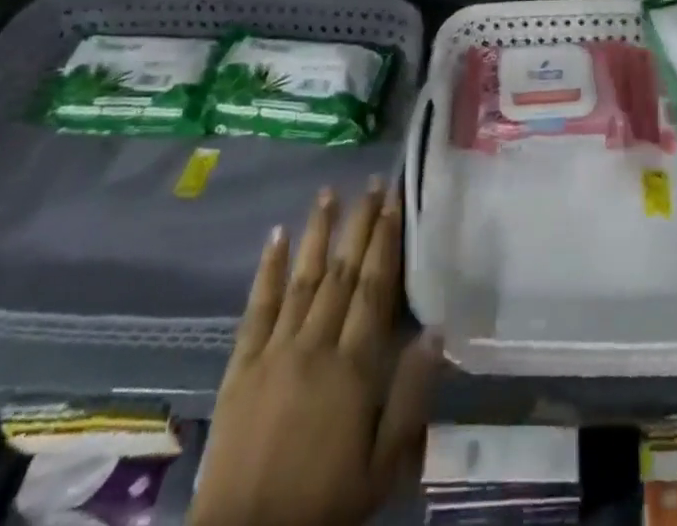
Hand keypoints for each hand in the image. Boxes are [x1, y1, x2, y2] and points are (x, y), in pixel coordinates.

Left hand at [192, 181, 439, 525]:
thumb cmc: (324, 504)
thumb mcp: (382, 466)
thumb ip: (410, 397)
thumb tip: (435, 331)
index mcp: (353, 368)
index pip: (374, 288)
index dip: (386, 241)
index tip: (395, 201)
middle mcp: (315, 345)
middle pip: (342, 272)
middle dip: (360, 224)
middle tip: (373, 183)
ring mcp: (275, 350)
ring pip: (302, 278)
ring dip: (317, 232)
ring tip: (329, 192)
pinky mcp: (241, 365)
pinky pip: (257, 308)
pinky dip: (267, 270)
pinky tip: (275, 235)